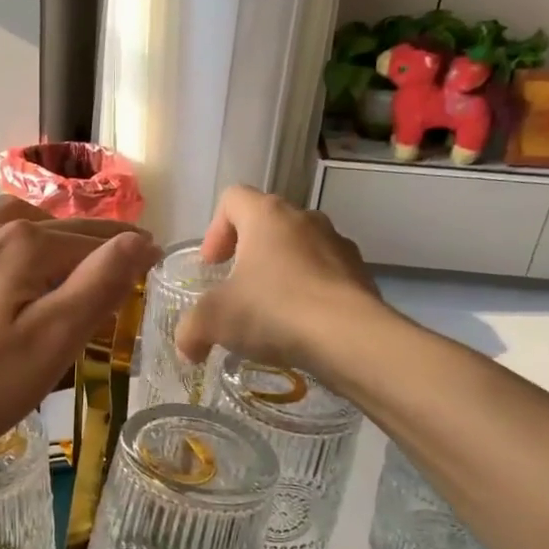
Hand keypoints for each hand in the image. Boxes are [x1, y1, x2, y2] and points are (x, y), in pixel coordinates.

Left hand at [0, 196, 160, 463]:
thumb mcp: (52, 338)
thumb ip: (99, 284)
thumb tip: (140, 240)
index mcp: (25, 243)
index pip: (95, 241)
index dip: (129, 253)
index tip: (155, 260)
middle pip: (57, 227)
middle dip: (94, 240)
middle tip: (123, 259)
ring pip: (16, 225)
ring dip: (50, 234)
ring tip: (69, 257)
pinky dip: (13, 247)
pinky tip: (8, 273)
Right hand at [175, 186, 379, 376]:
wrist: (350, 337)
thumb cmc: (273, 310)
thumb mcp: (214, 321)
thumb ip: (191, 330)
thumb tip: (187, 350)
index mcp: (266, 215)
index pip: (233, 199)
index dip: (215, 229)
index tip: (212, 265)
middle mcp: (305, 219)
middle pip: (268, 223)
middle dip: (248, 253)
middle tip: (236, 288)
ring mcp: (338, 244)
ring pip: (300, 248)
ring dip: (281, 272)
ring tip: (270, 312)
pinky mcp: (361, 274)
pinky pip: (326, 275)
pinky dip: (309, 293)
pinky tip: (301, 326)